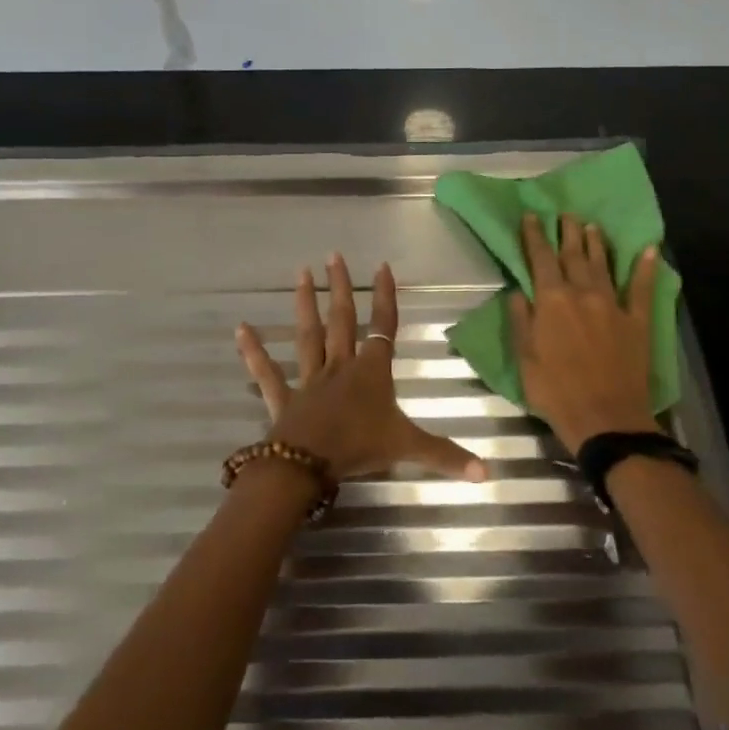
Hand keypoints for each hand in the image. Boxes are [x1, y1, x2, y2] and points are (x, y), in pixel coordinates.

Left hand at [237, 254, 487, 484]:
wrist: (309, 464)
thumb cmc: (359, 448)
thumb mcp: (408, 448)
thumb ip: (446, 456)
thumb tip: (488, 473)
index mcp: (370, 372)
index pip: (382, 327)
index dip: (385, 297)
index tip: (382, 266)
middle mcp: (340, 366)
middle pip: (342, 320)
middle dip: (340, 288)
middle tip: (332, 256)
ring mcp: (309, 379)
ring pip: (308, 335)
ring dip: (305, 304)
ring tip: (300, 273)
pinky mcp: (284, 397)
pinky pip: (267, 372)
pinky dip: (254, 351)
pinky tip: (240, 329)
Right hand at [509, 212, 662, 452]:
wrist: (606, 418)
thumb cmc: (556, 390)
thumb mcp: (525, 358)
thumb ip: (521, 320)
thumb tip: (517, 291)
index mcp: (552, 301)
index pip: (541, 259)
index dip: (535, 236)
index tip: (532, 216)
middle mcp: (583, 294)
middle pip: (574, 255)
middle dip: (567, 232)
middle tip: (565, 214)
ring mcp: (613, 305)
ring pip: (603, 265)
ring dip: (596, 243)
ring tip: (592, 226)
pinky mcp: (638, 321)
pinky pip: (643, 288)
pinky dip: (645, 268)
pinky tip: (649, 249)